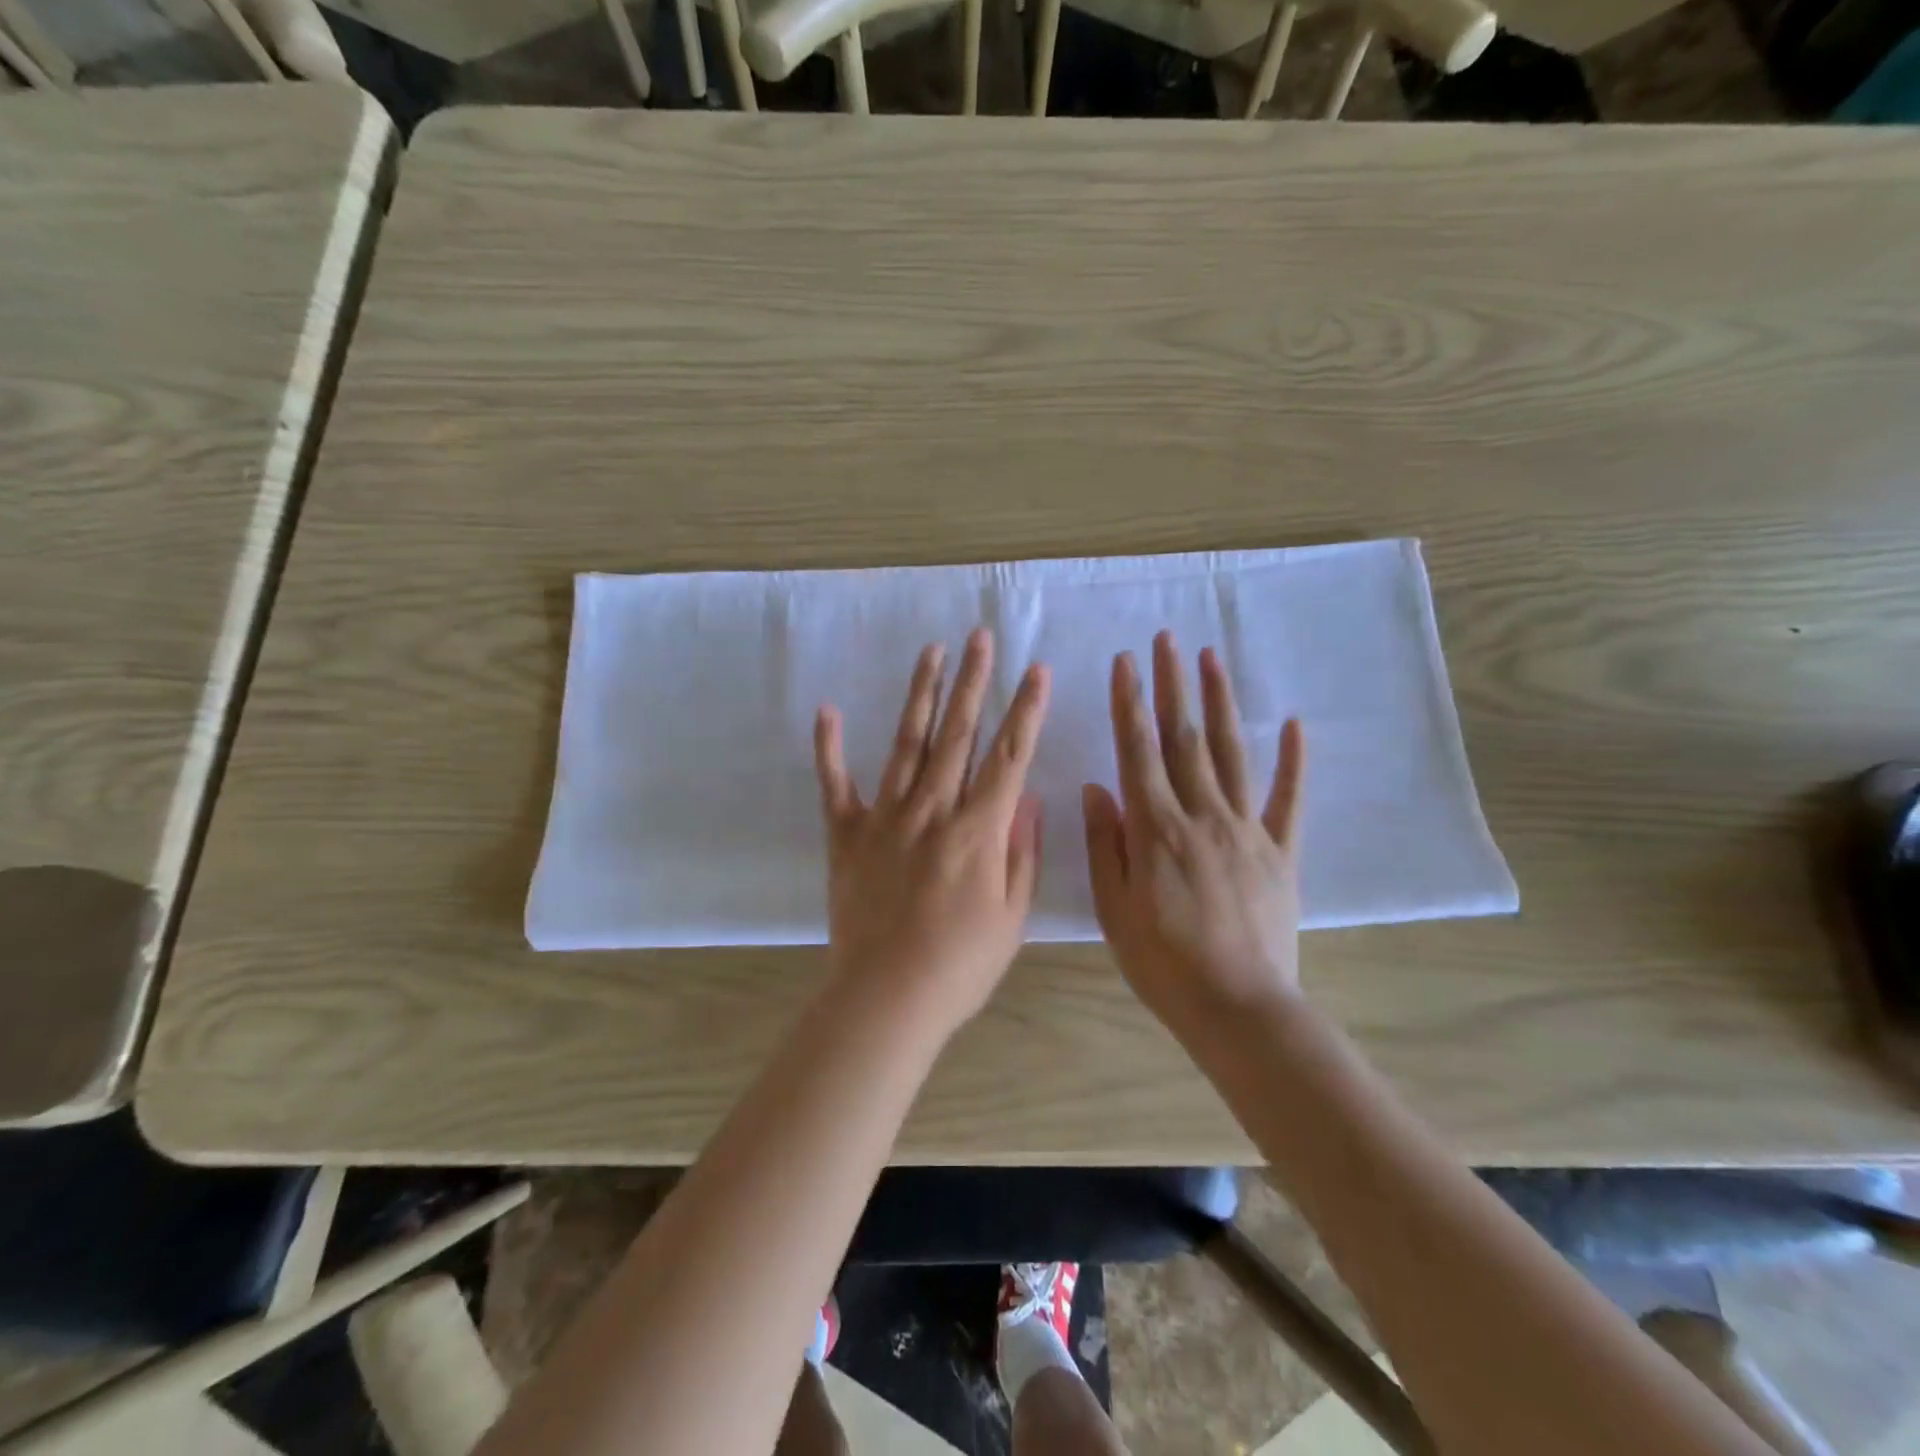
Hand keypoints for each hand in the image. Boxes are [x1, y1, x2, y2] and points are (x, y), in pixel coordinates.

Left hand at [814, 629, 1050, 1039]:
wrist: (886, 999)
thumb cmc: (960, 965)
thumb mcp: (1011, 916)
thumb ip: (1021, 854)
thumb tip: (1027, 801)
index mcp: (977, 830)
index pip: (1008, 756)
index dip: (1025, 710)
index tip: (1036, 670)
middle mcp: (932, 810)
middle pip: (957, 735)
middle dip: (973, 682)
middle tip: (980, 637)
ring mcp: (884, 818)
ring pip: (906, 744)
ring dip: (920, 695)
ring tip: (932, 652)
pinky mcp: (846, 835)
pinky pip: (835, 785)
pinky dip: (830, 748)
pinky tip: (828, 710)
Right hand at [1083, 630, 1306, 1038]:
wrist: (1239, 1008)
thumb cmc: (1163, 963)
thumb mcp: (1113, 909)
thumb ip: (1105, 844)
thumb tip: (1098, 786)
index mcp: (1156, 829)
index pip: (1138, 751)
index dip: (1129, 702)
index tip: (1125, 662)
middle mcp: (1202, 816)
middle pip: (1184, 739)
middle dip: (1173, 685)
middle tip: (1168, 639)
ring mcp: (1247, 830)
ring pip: (1231, 754)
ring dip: (1220, 704)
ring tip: (1212, 659)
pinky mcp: (1282, 852)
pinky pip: (1288, 800)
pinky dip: (1292, 761)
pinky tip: (1293, 725)